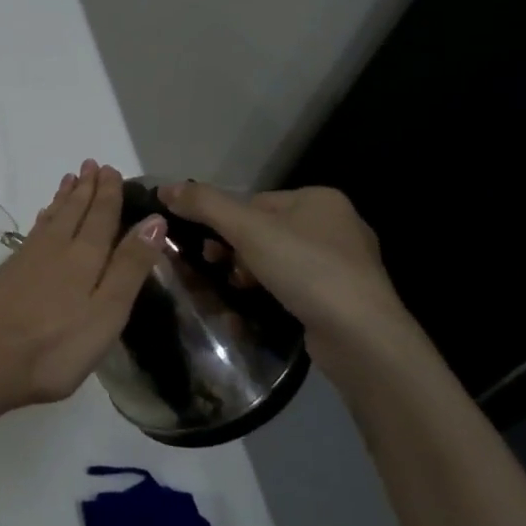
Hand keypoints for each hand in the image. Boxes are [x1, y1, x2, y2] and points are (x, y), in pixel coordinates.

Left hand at [0, 161, 165, 412]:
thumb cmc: (57, 345)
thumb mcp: (107, 311)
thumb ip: (130, 266)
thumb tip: (154, 220)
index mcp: (85, 256)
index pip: (100, 216)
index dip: (108, 193)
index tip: (111, 169)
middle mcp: (56, 248)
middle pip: (74, 211)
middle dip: (86, 188)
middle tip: (91, 164)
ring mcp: (28, 259)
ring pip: (52, 218)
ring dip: (64, 198)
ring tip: (70, 180)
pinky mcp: (9, 273)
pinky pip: (34, 231)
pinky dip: (44, 218)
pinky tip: (43, 219)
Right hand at [160, 183, 412, 362]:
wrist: (361, 336)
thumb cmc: (306, 269)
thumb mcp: (247, 229)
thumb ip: (204, 205)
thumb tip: (164, 188)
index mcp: (319, 199)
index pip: (254, 202)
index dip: (224, 223)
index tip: (208, 249)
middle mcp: (337, 224)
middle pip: (264, 230)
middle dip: (236, 251)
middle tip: (218, 269)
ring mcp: (345, 263)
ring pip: (277, 259)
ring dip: (250, 273)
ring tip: (239, 291)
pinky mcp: (344, 297)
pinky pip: (295, 285)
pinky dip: (273, 292)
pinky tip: (260, 306)